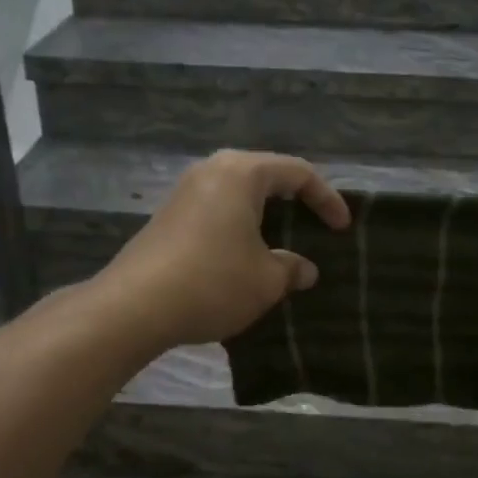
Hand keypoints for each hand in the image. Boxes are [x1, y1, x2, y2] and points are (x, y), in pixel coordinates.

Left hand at [93, 150, 350, 351]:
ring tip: (281, 245)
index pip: (297, 173)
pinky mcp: (167, 218)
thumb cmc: (213, 282)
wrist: (134, 306)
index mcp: (242, 173)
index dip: (326, 199)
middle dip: (294, 202)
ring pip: (237, 195)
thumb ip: (291, 269)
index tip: (343, 228)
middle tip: (314, 227)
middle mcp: (211, 171)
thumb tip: (304, 269)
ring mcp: (184, 193)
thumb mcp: (266, 281)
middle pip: (265, 176)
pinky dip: (239, 228)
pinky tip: (243, 258)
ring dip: (264, 218)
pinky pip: (216, 212)